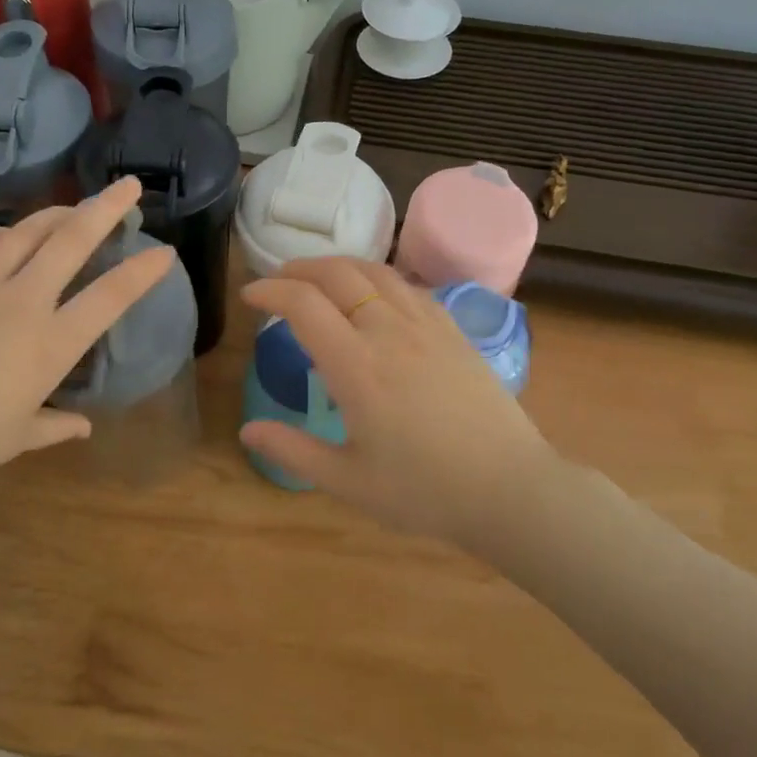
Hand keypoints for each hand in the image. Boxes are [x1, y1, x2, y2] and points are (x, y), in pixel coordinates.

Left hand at [0, 178, 174, 496]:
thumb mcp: (16, 439)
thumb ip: (56, 426)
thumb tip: (84, 426)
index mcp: (50, 345)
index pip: (110, 298)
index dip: (143, 272)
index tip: (165, 253)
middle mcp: (22, 303)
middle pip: (72, 242)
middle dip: (107, 208)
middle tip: (130, 186)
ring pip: (26, 233)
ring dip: (57, 213)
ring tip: (76, 206)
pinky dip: (1, 234)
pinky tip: (9, 233)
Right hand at [239, 257, 561, 543]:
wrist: (509, 489)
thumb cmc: (424, 491)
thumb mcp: (348, 481)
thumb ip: (293, 450)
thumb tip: (247, 430)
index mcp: (356, 367)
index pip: (303, 304)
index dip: (270, 291)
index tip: (250, 296)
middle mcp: (389, 332)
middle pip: (337, 274)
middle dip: (299, 269)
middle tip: (278, 281)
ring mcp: (426, 326)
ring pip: (375, 271)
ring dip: (338, 265)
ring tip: (318, 278)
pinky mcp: (453, 330)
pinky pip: (408, 286)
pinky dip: (377, 277)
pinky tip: (373, 294)